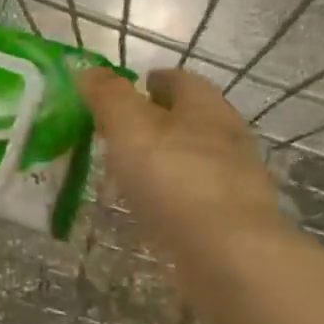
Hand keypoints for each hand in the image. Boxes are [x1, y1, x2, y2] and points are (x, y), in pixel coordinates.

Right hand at [80, 67, 286, 252]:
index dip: (152, 81)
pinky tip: (152, 207)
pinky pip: (195, 195)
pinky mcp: (232, 219)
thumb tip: (88, 70)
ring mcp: (234, 180)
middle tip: (120, 131)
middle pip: (190, 118)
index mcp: (205, 106)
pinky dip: (173, 194)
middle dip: (159, 119)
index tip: (128, 90)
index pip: (180, 80)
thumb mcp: (129, 127)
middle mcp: (227, 136)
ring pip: (194, 157)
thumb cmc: (175, 178)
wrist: (228, 254)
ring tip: (130, 170)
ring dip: (166, 158)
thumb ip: (108, 97)